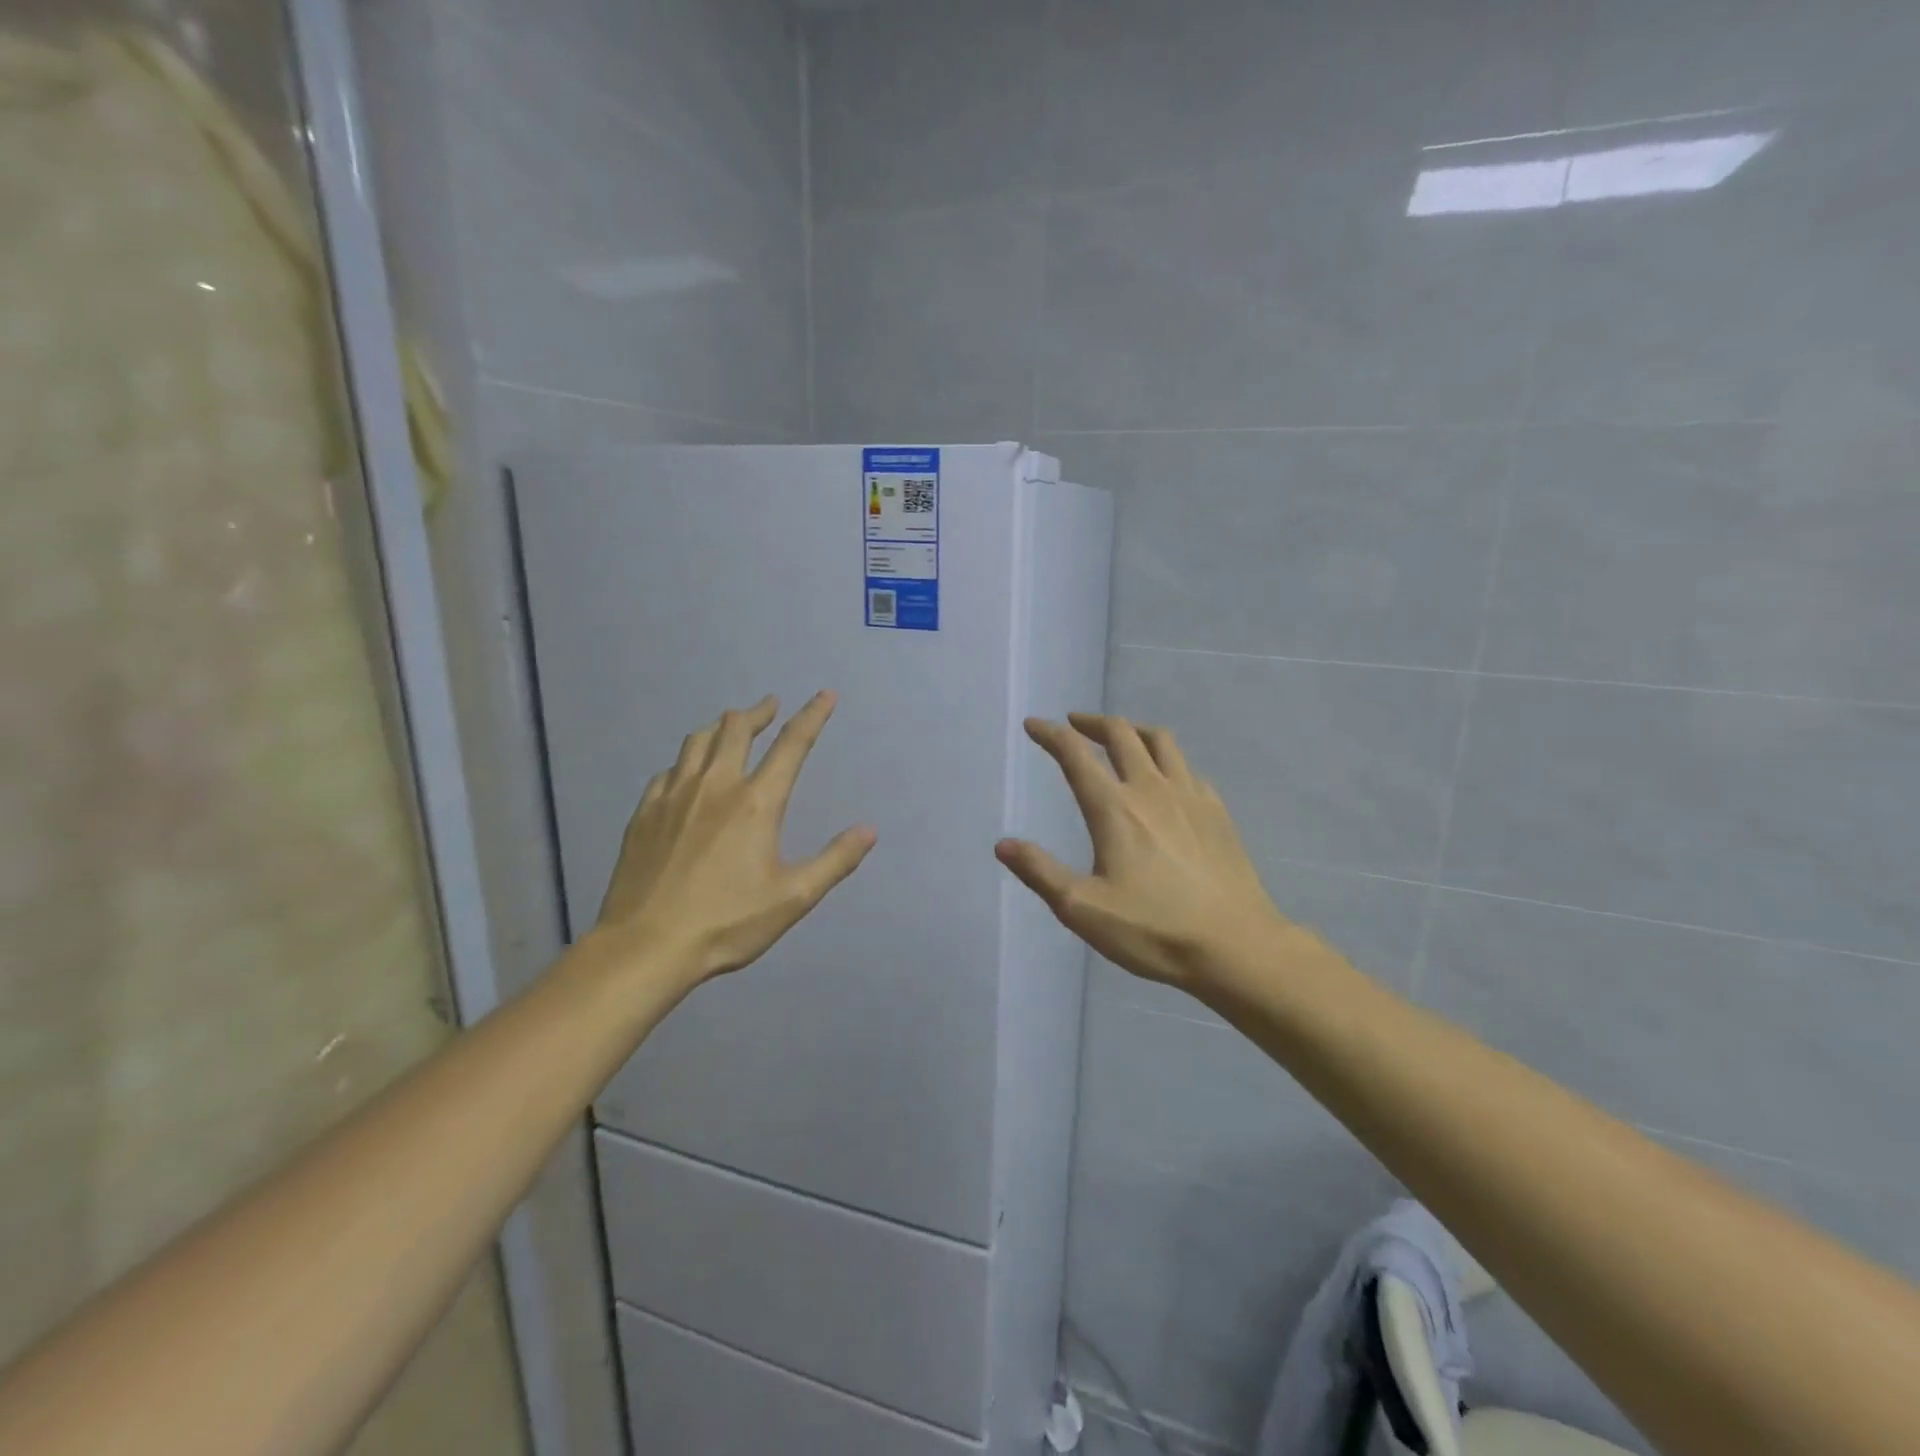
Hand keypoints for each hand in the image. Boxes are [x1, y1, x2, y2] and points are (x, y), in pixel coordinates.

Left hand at [593, 692, 875, 985]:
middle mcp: (715, 786)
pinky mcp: (644, 813)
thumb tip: (869, 830)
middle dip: (758, 712)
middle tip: (769, 706)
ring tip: (730, 727)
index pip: (792, 744)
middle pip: (736, 729)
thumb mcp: (794, 898)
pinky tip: (686, 772)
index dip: (813, 716)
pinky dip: (686, 761)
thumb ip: (835, 860)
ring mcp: (674, 796)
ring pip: (697, 741)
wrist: (646, 945)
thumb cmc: (727, 923)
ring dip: (720, 727)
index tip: (825, 695)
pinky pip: (668, 771)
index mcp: (756, 802)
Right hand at [995, 714, 1292, 991]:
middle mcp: (1151, 789)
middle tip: (1074, 725)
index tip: (1034, 725)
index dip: (1050, 734)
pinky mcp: (1217, 811)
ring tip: (1120, 737)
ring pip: (1160, 741)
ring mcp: (1190, 796)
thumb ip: (1040, 872)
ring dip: (1132, 730)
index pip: (1075, 754)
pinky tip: (1166, 779)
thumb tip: (1003, 845)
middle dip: (1092, 723)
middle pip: (1120, 734)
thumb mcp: (1083, 909)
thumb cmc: (1154, 929)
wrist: (1236, 945)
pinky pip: (1187, 768)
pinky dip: (1167, 760)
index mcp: (1114, 808)